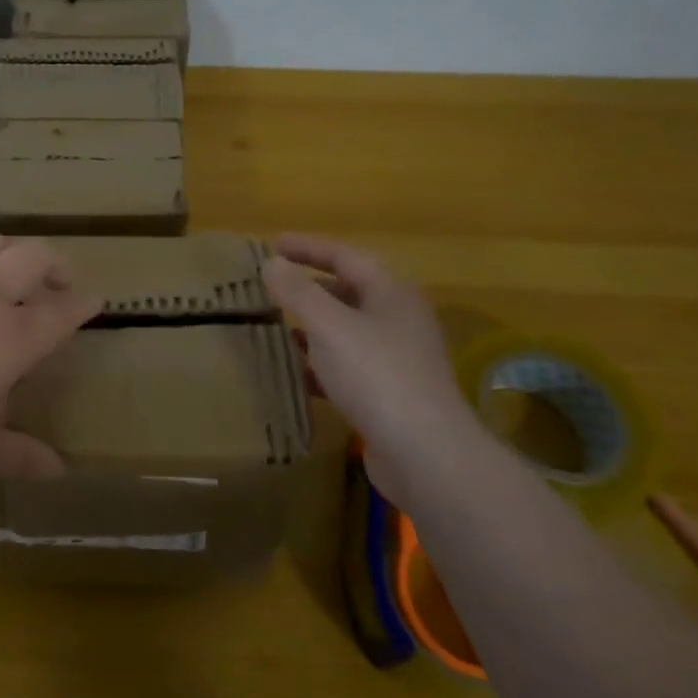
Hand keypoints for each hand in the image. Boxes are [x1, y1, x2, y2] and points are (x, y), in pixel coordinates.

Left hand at [0, 233, 100, 502]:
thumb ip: (22, 456)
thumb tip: (59, 469)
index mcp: (8, 340)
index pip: (61, 311)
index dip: (85, 304)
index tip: (97, 301)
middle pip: (32, 255)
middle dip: (57, 264)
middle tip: (61, 284)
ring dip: (10, 253)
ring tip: (10, 274)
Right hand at [261, 234, 481, 501]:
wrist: (426, 453)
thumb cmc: (377, 375)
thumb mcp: (329, 326)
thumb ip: (298, 292)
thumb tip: (272, 263)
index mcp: (392, 294)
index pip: (346, 256)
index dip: (308, 247)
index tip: (273, 243)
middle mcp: (399, 321)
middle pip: (349, 292)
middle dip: (310, 287)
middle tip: (272, 285)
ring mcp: (397, 360)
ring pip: (346, 332)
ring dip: (312, 327)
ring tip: (274, 325)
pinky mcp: (389, 395)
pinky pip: (347, 368)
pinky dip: (319, 365)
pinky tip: (293, 374)